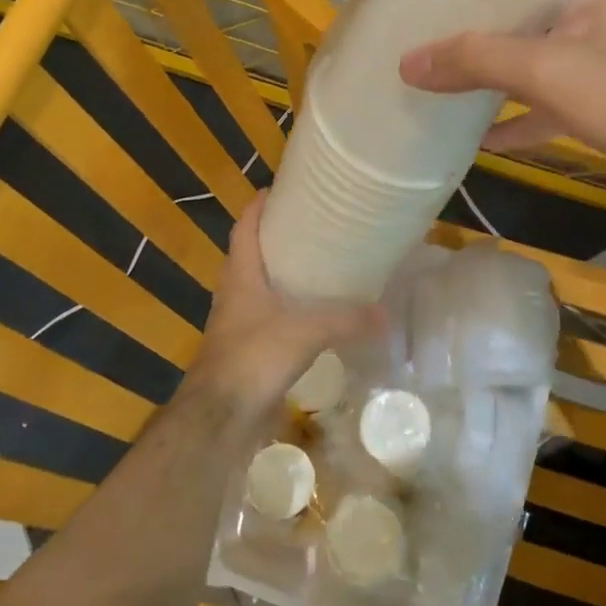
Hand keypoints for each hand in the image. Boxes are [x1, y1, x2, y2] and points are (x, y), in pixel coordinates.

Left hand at [190, 192, 379, 424]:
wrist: (219, 417)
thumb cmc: (253, 358)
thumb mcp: (305, 332)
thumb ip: (345, 319)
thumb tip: (385, 315)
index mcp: (241, 275)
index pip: (244, 227)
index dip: (258, 205)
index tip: (280, 188)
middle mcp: (235, 292)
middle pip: (251, 253)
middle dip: (276, 237)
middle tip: (311, 224)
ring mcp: (238, 322)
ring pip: (260, 285)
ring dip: (282, 273)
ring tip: (318, 264)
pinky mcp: (247, 348)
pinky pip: (269, 316)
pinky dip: (288, 307)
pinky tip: (313, 314)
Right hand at [399, 0, 605, 200]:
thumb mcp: (550, 71)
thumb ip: (477, 62)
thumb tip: (408, 63)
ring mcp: (602, 45)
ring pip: (540, 29)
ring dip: (498, 42)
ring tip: (446, 44)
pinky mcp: (602, 91)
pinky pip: (546, 90)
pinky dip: (515, 109)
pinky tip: (478, 131)